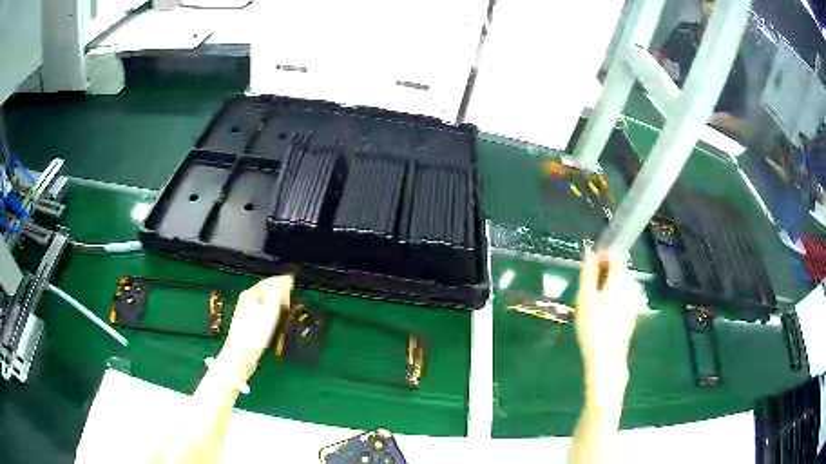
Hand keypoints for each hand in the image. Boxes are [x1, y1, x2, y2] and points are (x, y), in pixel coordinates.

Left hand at [218, 275, 293, 380]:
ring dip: (275, 300)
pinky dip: (271, 309)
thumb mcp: (270, 310)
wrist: (240, 354)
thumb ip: (277, 293)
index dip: (282, 281)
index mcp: (251, 293)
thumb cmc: (256, 333)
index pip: (269, 281)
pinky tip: (275, 317)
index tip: (294, 282)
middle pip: (265, 289)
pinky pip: (261, 309)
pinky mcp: (246, 321)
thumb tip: (285, 280)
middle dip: (279, 290)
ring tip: (286, 306)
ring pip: (263, 300)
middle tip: (292, 296)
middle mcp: (246, 298)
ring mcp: (245, 310)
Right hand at [575, 250, 645, 403]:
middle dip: (607, 270)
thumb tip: (589, 251)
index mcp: (619, 281)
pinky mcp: (633, 315)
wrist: (606, 359)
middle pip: (622, 270)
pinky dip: (617, 295)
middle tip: (589, 284)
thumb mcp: (584, 299)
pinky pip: (627, 296)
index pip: (616, 258)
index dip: (604, 257)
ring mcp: (634, 302)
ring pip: (625, 283)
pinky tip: (606, 310)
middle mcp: (630, 288)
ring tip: (596, 297)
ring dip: (612, 283)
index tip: (590, 266)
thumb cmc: (592, 327)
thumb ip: (588, 273)